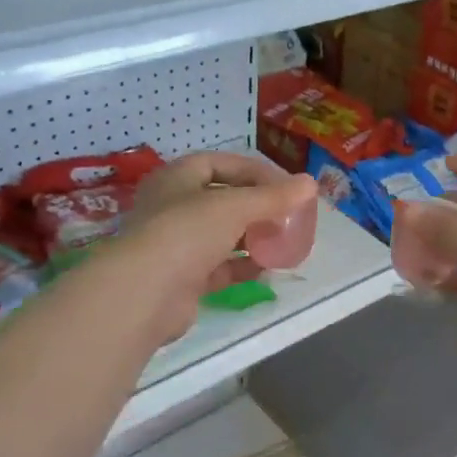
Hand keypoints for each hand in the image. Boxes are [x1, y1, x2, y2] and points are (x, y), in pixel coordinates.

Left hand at [104, 151, 316, 344]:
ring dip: (252, 238)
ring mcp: (177, 245)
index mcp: (176, 179)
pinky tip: (267, 269)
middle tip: (289, 215)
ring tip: (283, 241)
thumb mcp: (235, 207)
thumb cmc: (187, 232)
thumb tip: (311, 183)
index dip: (254, 171)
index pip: (219, 164)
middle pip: (222, 201)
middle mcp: (173, 208)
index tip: (286, 185)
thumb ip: (273, 197)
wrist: (146, 292)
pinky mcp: (183, 279)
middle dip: (256, 207)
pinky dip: (242, 267)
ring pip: (221, 236)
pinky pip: (219, 268)